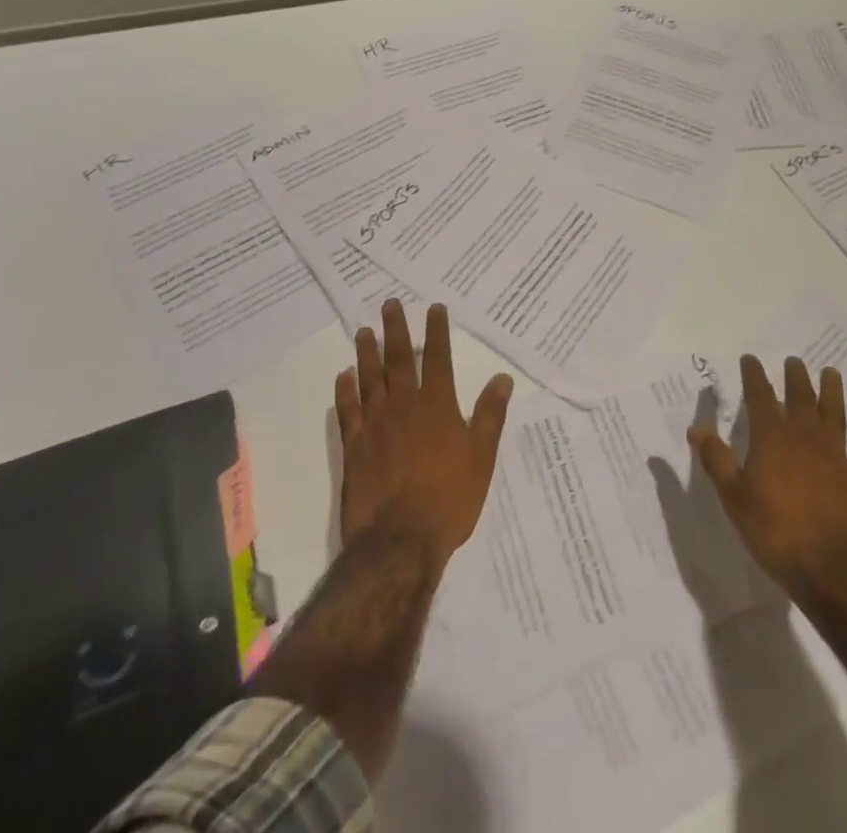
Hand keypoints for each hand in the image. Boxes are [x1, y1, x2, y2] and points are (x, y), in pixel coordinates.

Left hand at [334, 300, 513, 563]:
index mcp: (437, 405)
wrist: (399, 542)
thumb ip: (490, 415)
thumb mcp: (482, 458)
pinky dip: (345, 390)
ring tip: (364, 330)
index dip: (436, 330)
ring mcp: (375, 424)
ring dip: (367, 352)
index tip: (434, 308)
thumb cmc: (449, 500)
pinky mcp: (354, 447)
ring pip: (369, 378)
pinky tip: (344, 375)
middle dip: (395, 329)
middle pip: (398, 359)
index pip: (437, 357)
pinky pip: (348, 410)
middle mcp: (404, 405)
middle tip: (389, 304)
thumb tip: (502, 378)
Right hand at [688, 354, 846, 595]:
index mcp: (771, 439)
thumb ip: (716, 460)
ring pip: (835, 414)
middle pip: (800, 398)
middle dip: (795, 377)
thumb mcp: (734, 498)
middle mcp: (805, 437)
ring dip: (833, 392)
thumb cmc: (775, 531)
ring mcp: (837, 456)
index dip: (754, 376)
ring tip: (832, 373)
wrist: (830, 569)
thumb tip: (697, 428)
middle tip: (794, 361)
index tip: (750, 359)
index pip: (760, 397)